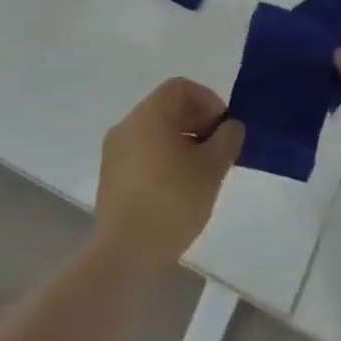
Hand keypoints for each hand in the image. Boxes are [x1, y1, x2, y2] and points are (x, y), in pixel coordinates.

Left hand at [95, 78, 243, 272]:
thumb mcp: (212, 169)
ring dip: (180, 141)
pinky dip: (162, 158)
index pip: (180, 87)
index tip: (224, 127)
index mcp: (149, 114)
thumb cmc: (172, 202)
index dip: (208, 100)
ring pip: (153, 132)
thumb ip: (227, 140)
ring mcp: (114, 151)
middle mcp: (127, 124)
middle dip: (196, 121)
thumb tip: (230, 126)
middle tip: (218, 149)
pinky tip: (178, 188)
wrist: (125, 252)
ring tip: (201, 171)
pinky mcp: (109, 176)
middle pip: (166, 107)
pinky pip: (141, 153)